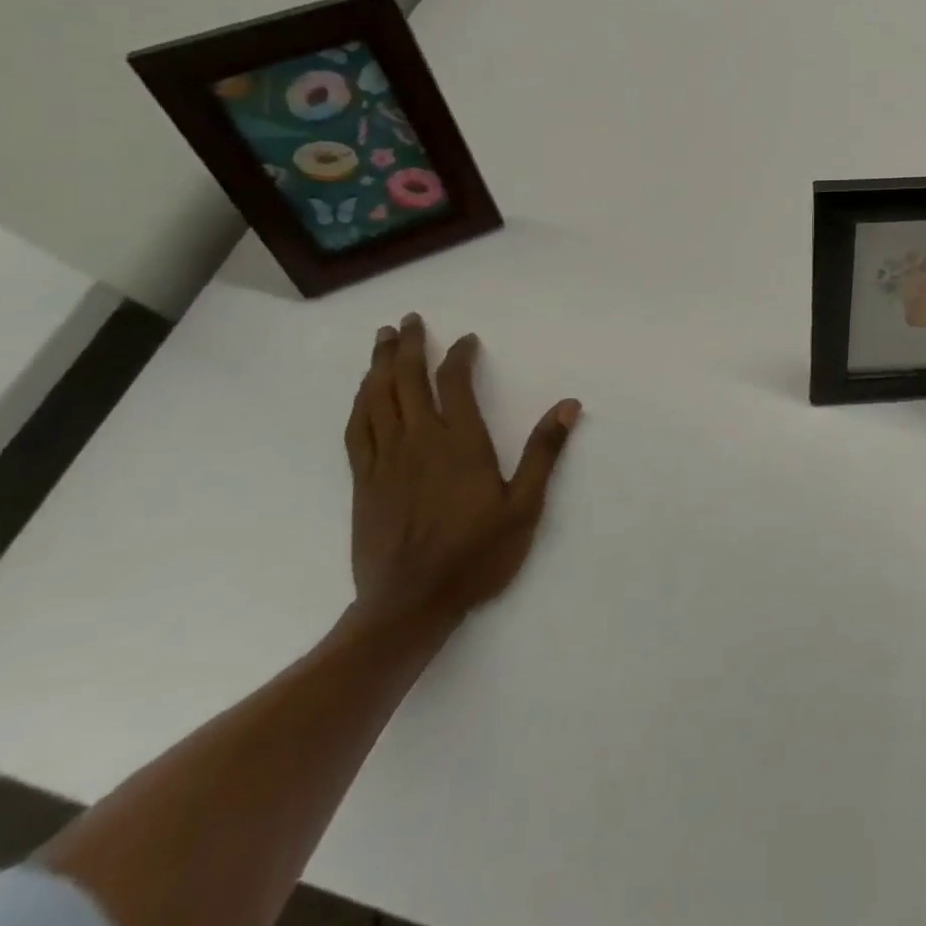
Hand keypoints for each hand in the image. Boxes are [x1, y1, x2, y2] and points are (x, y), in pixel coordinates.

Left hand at [344, 313, 579, 626]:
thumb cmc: (476, 555)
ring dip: (379, 366)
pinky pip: (358, 430)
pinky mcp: (364, 482)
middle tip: (408, 320)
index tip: (466, 339)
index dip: (458, 355)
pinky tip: (363, 393)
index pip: (454, 383)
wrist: (409, 606)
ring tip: (381, 340)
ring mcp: (386, 461)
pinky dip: (360, 403)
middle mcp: (419, 441)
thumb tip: (568, 405)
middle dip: (408, 347)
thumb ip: (543, 452)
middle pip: (407, 381)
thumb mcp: (524, 506)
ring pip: (377, 399)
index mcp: (460, 443)